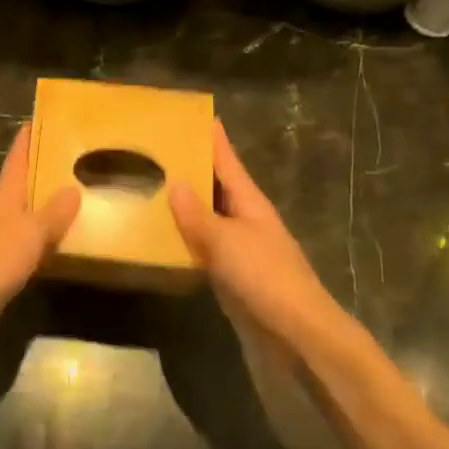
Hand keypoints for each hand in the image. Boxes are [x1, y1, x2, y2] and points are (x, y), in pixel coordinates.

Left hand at [0, 125, 79, 351]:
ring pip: (30, 213)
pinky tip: (67, 241)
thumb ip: (52, 213)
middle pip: (25, 183)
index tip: (42, 117)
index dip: (28, 138)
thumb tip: (74, 188)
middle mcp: (2, 213)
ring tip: (82, 194)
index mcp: (5, 198)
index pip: (17, 159)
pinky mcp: (4, 265)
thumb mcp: (28, 234)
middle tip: (77, 155)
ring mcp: (2, 240)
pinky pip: (33, 242)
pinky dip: (49, 236)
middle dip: (46, 168)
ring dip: (50, 203)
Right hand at [170, 122, 362, 350]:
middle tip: (159, 150)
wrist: (296, 333)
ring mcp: (241, 248)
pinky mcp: (233, 275)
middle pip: (218, 186)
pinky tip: (164, 236)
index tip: (196, 115)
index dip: (213, 139)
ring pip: (209, 217)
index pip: (228, 161)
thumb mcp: (225, 241)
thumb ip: (197, 214)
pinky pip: (205, 247)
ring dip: (186, 204)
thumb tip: (175, 183)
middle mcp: (246, 219)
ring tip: (153, 186)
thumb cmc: (264, 277)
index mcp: (250, 202)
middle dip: (193, 168)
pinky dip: (186, 238)